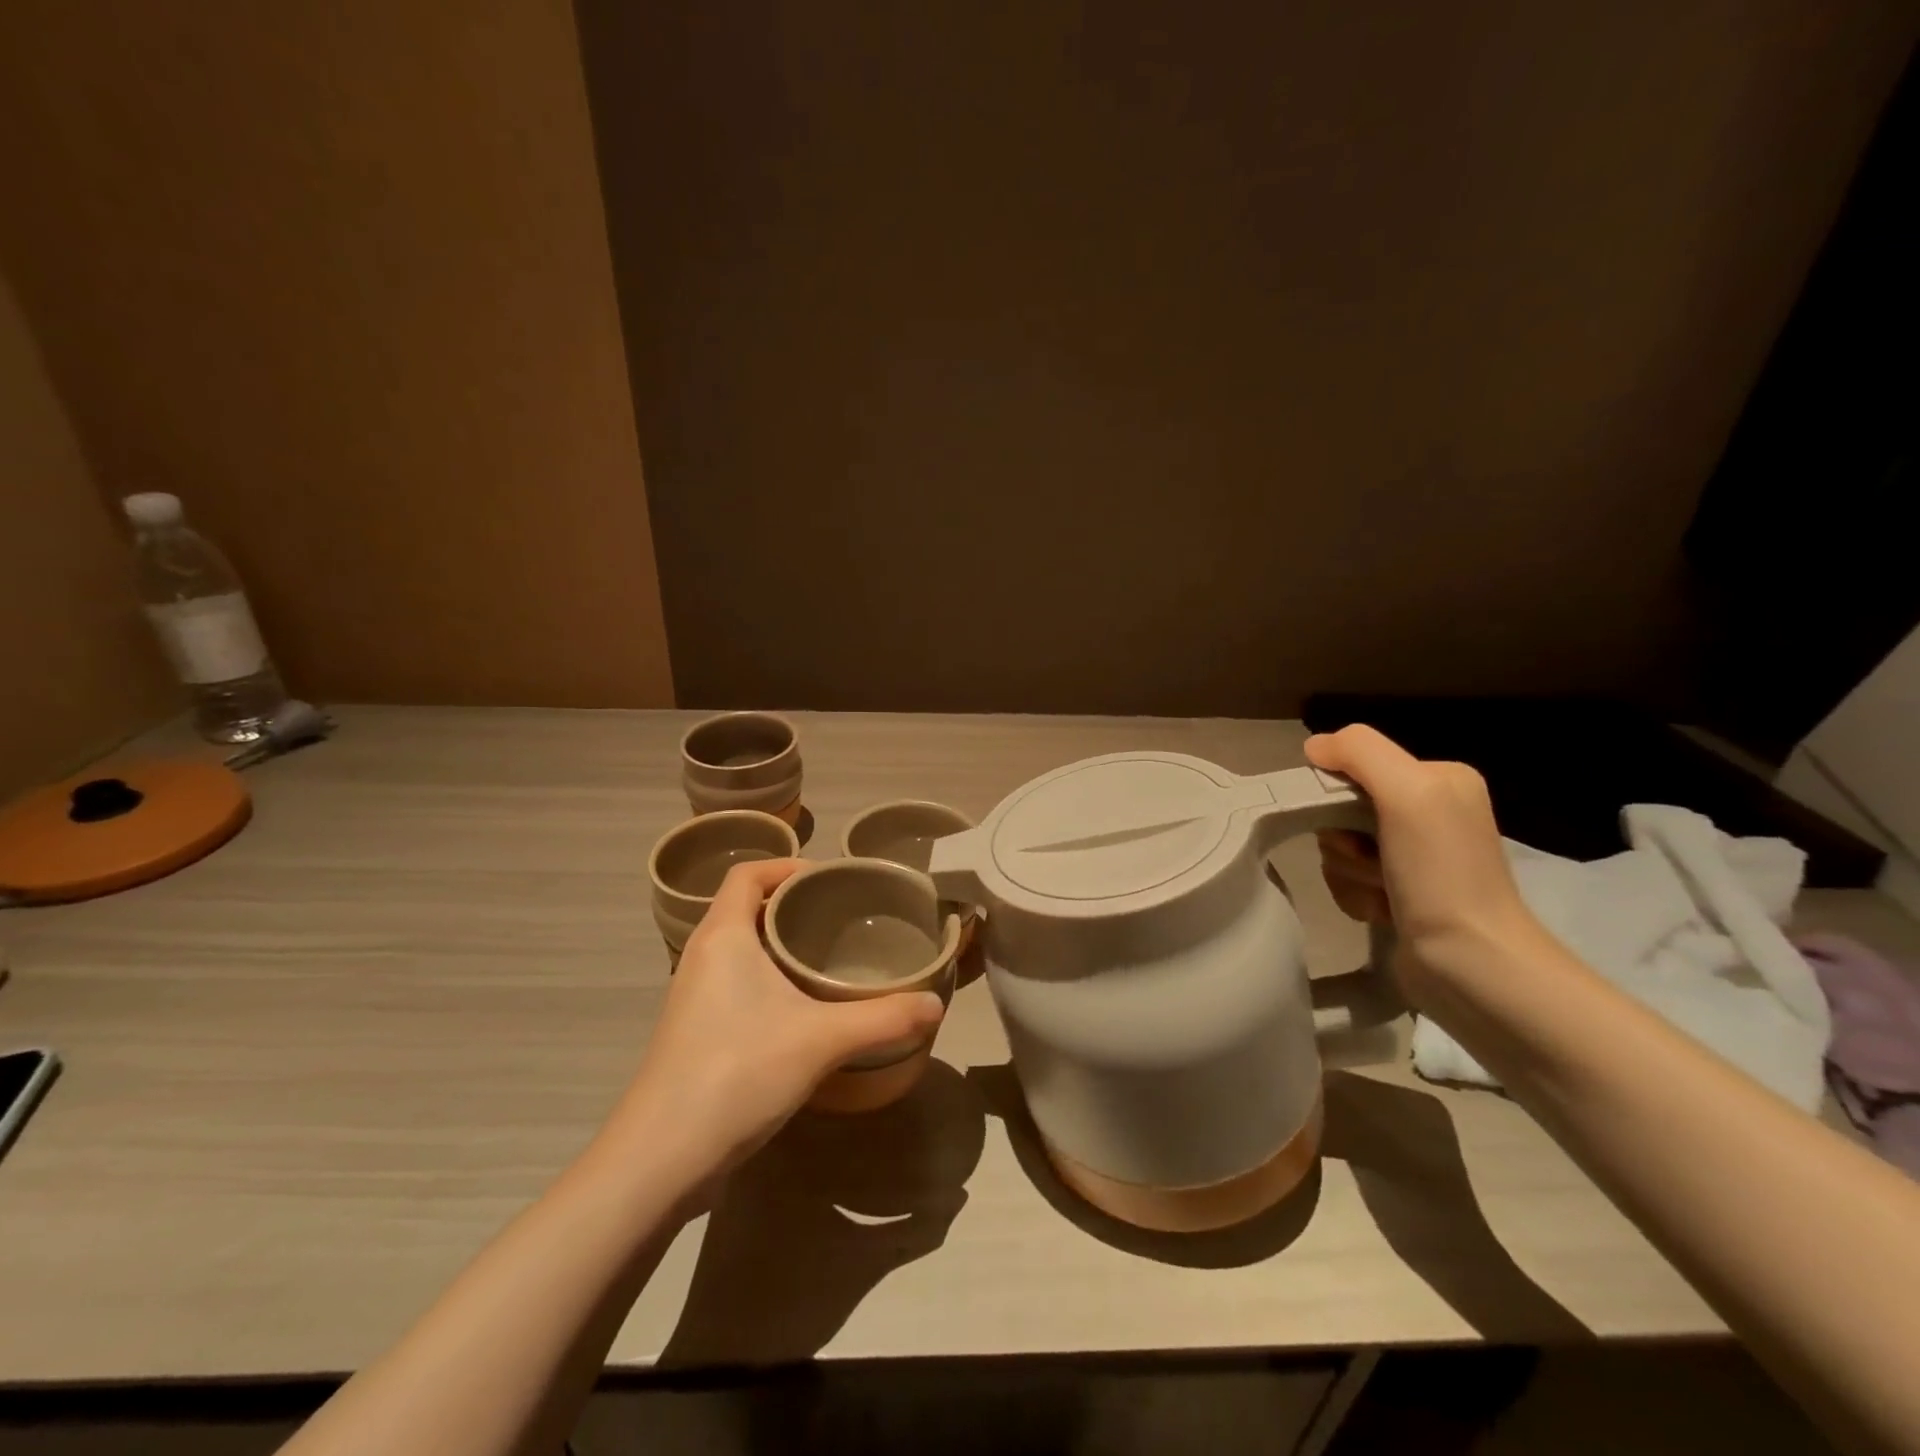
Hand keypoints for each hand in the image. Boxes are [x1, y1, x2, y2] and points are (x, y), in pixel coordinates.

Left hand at [609, 859, 944, 1187]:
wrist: (661, 1158)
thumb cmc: (738, 1072)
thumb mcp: (822, 1040)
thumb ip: (883, 1018)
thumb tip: (937, 1005)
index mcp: (722, 936)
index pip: (747, 874)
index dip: (786, 865)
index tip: (828, 878)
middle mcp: (701, 956)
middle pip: (744, 907)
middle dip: (790, 904)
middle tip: (840, 917)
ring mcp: (693, 996)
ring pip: (738, 948)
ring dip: (776, 943)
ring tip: (826, 958)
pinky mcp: (694, 1031)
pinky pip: (733, 981)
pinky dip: (765, 978)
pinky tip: (800, 1009)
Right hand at [1306, 725, 1549, 1004]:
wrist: (1471, 964)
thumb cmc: (1441, 874)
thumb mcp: (1408, 793)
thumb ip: (1360, 752)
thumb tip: (1314, 746)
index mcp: (1438, 779)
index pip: (1354, 765)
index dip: (1336, 794)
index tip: (1353, 826)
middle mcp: (1428, 811)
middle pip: (1341, 808)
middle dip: (1342, 840)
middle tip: (1371, 863)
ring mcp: (1414, 855)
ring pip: (1339, 846)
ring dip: (1348, 872)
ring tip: (1381, 894)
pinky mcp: (1399, 892)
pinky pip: (1347, 878)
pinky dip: (1354, 895)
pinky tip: (1381, 911)